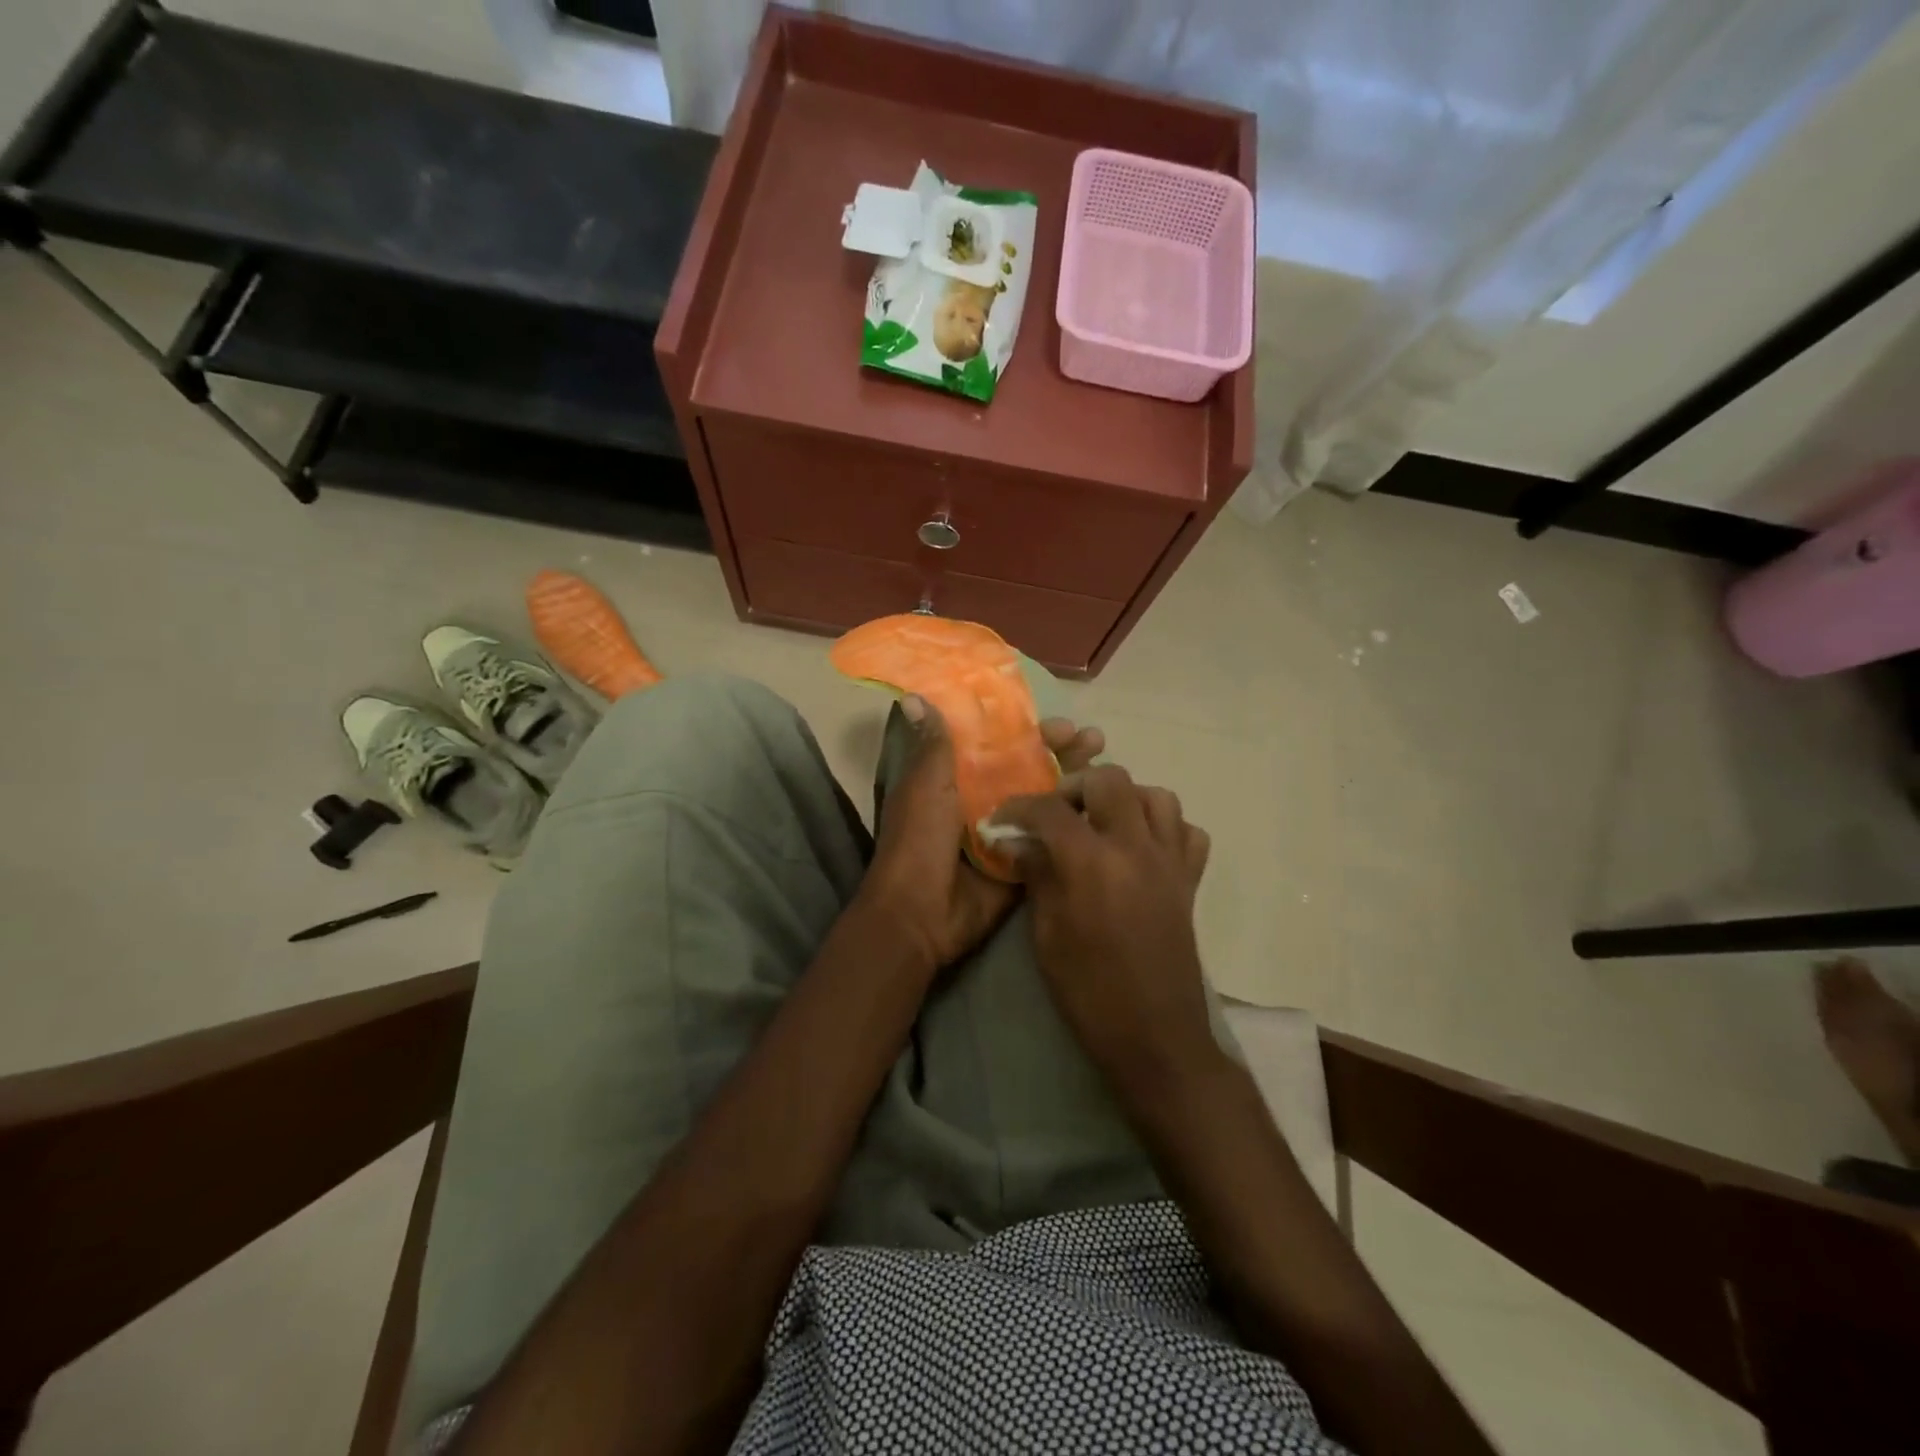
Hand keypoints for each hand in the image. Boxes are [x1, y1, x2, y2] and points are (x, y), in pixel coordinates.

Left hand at [859, 698, 1104, 973]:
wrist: (922, 913)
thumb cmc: (919, 841)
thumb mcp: (924, 786)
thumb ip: (931, 745)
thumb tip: (910, 696)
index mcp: (959, 778)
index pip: (1002, 743)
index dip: (1030, 730)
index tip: (1058, 721)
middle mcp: (986, 799)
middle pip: (1033, 767)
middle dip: (1063, 751)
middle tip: (1093, 740)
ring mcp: (1009, 831)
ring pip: (1049, 798)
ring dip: (1076, 779)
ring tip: (1107, 764)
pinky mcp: (1024, 860)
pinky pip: (1055, 836)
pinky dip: (1077, 821)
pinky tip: (1105, 806)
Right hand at [991, 765, 1216, 1095]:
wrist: (1155, 1036)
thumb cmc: (1089, 991)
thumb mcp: (1047, 935)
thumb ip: (1037, 877)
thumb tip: (1018, 842)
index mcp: (1092, 863)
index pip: (1050, 810)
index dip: (1019, 807)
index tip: (1002, 819)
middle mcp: (1136, 848)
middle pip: (1110, 780)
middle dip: (1075, 786)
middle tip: (1056, 814)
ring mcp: (1170, 862)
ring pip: (1158, 797)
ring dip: (1125, 799)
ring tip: (1101, 824)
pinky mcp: (1190, 882)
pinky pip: (1188, 833)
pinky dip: (1166, 828)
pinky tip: (1142, 848)